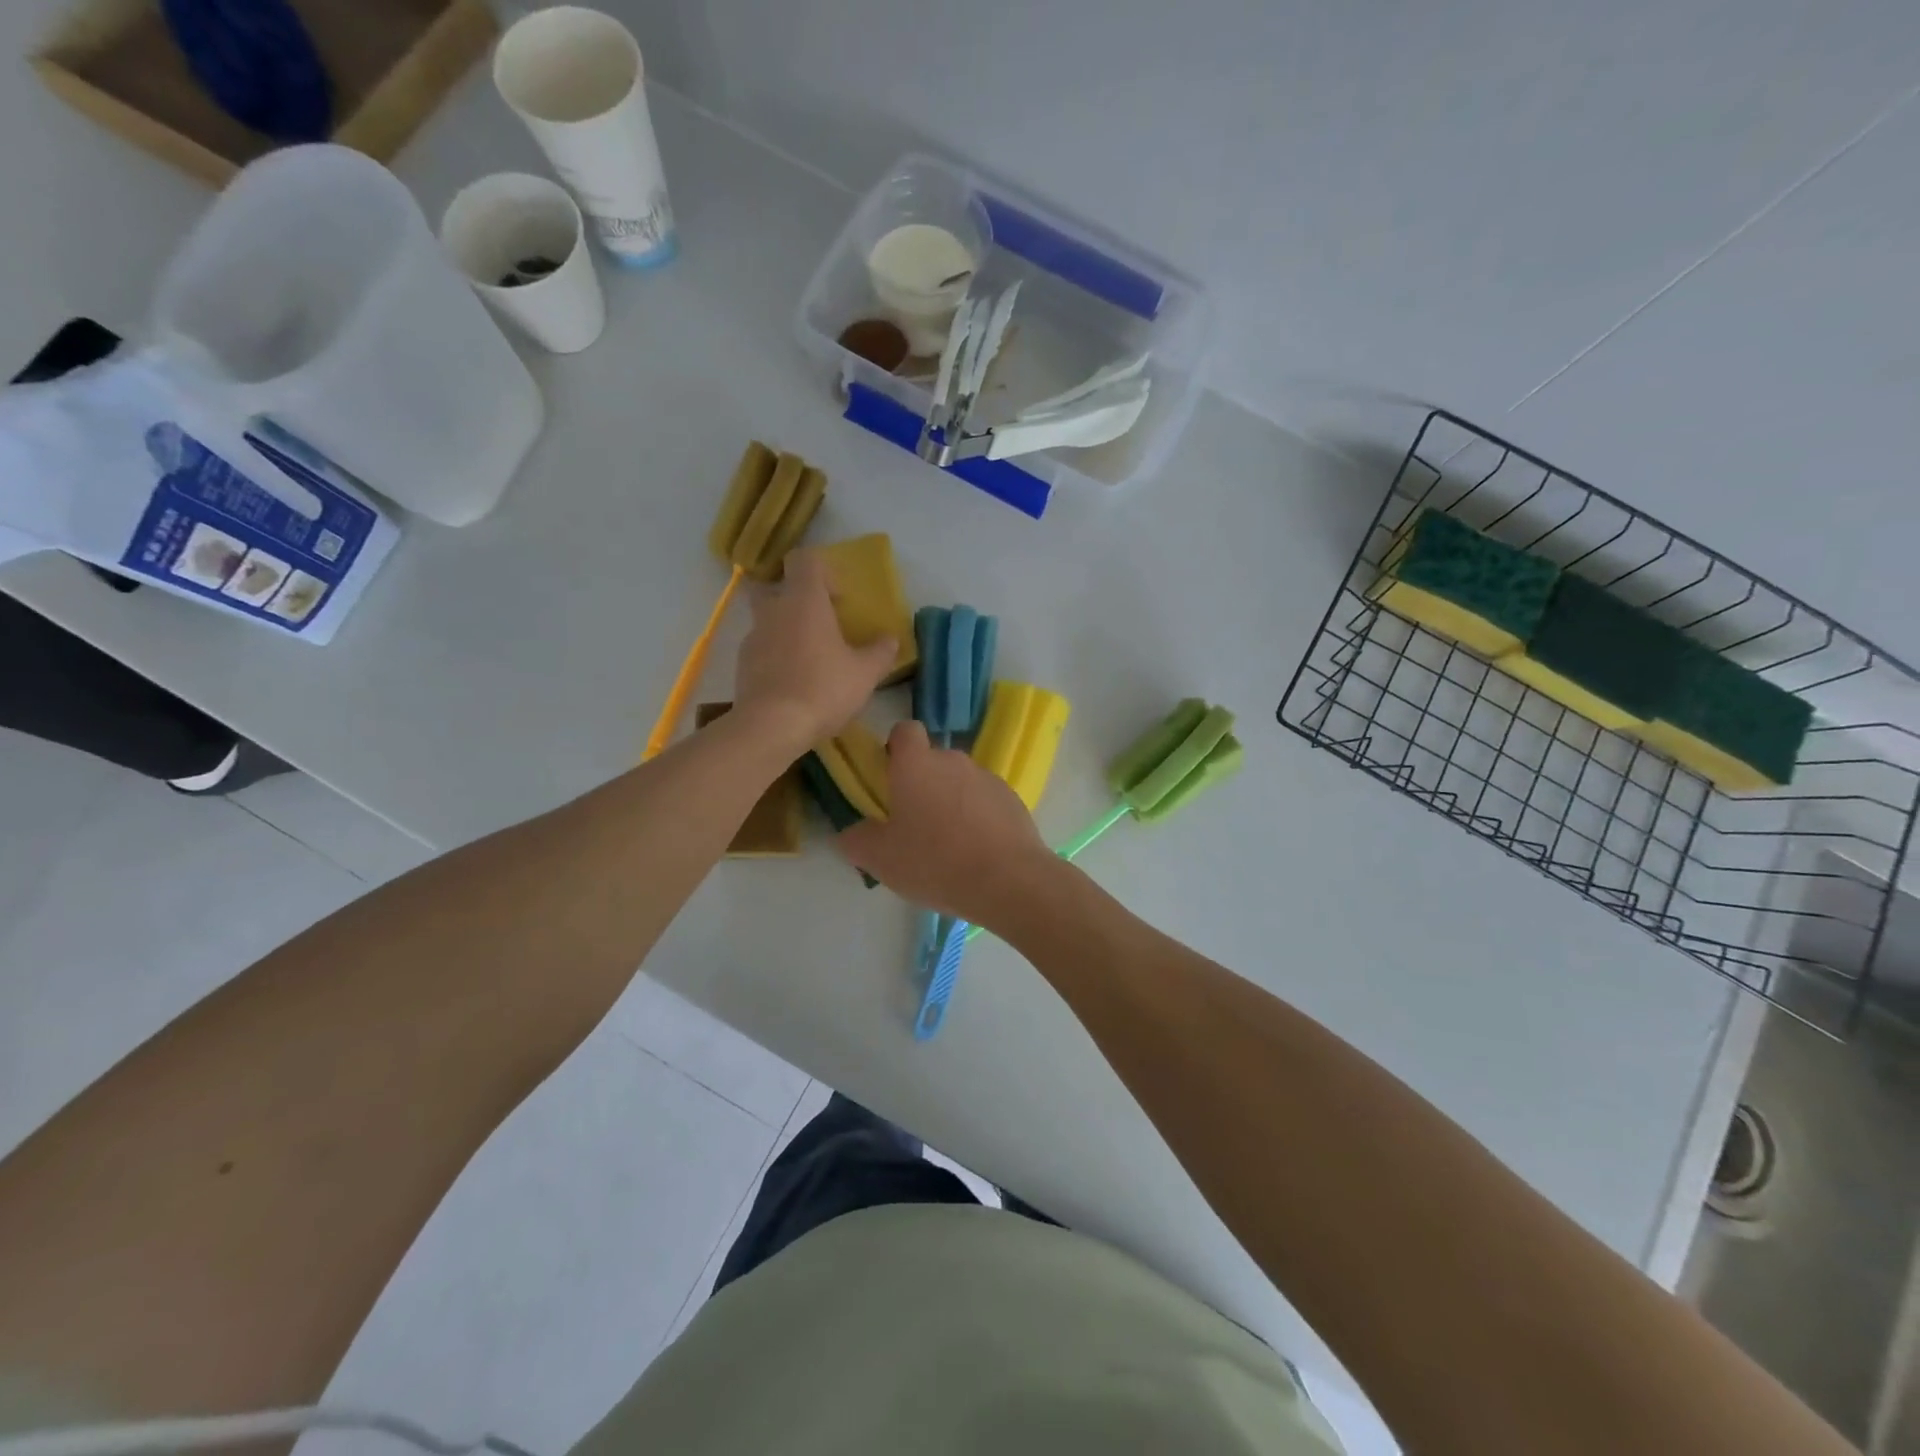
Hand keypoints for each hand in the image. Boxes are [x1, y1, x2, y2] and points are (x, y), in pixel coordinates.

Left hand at [733, 548, 895, 748]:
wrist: (771, 727)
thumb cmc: (823, 689)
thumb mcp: (865, 674)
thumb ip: (880, 652)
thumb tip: (891, 639)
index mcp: (804, 601)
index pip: (804, 560)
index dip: (824, 571)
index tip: (839, 597)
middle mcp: (773, 610)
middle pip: (779, 587)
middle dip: (799, 600)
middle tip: (821, 624)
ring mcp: (753, 637)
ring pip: (769, 620)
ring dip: (788, 630)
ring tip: (811, 659)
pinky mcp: (742, 664)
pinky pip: (762, 648)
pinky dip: (776, 656)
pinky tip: (794, 682)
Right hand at [838, 721, 1055, 925]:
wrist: (1008, 881)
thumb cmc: (935, 861)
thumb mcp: (879, 859)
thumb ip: (857, 839)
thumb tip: (853, 832)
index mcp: (916, 764)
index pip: (904, 731)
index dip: (895, 748)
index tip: (890, 777)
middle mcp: (953, 760)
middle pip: (932, 761)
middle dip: (922, 785)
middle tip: (913, 825)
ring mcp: (987, 778)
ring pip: (960, 782)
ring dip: (951, 802)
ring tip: (948, 845)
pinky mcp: (1013, 799)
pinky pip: (985, 801)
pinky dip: (978, 818)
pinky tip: (976, 852)